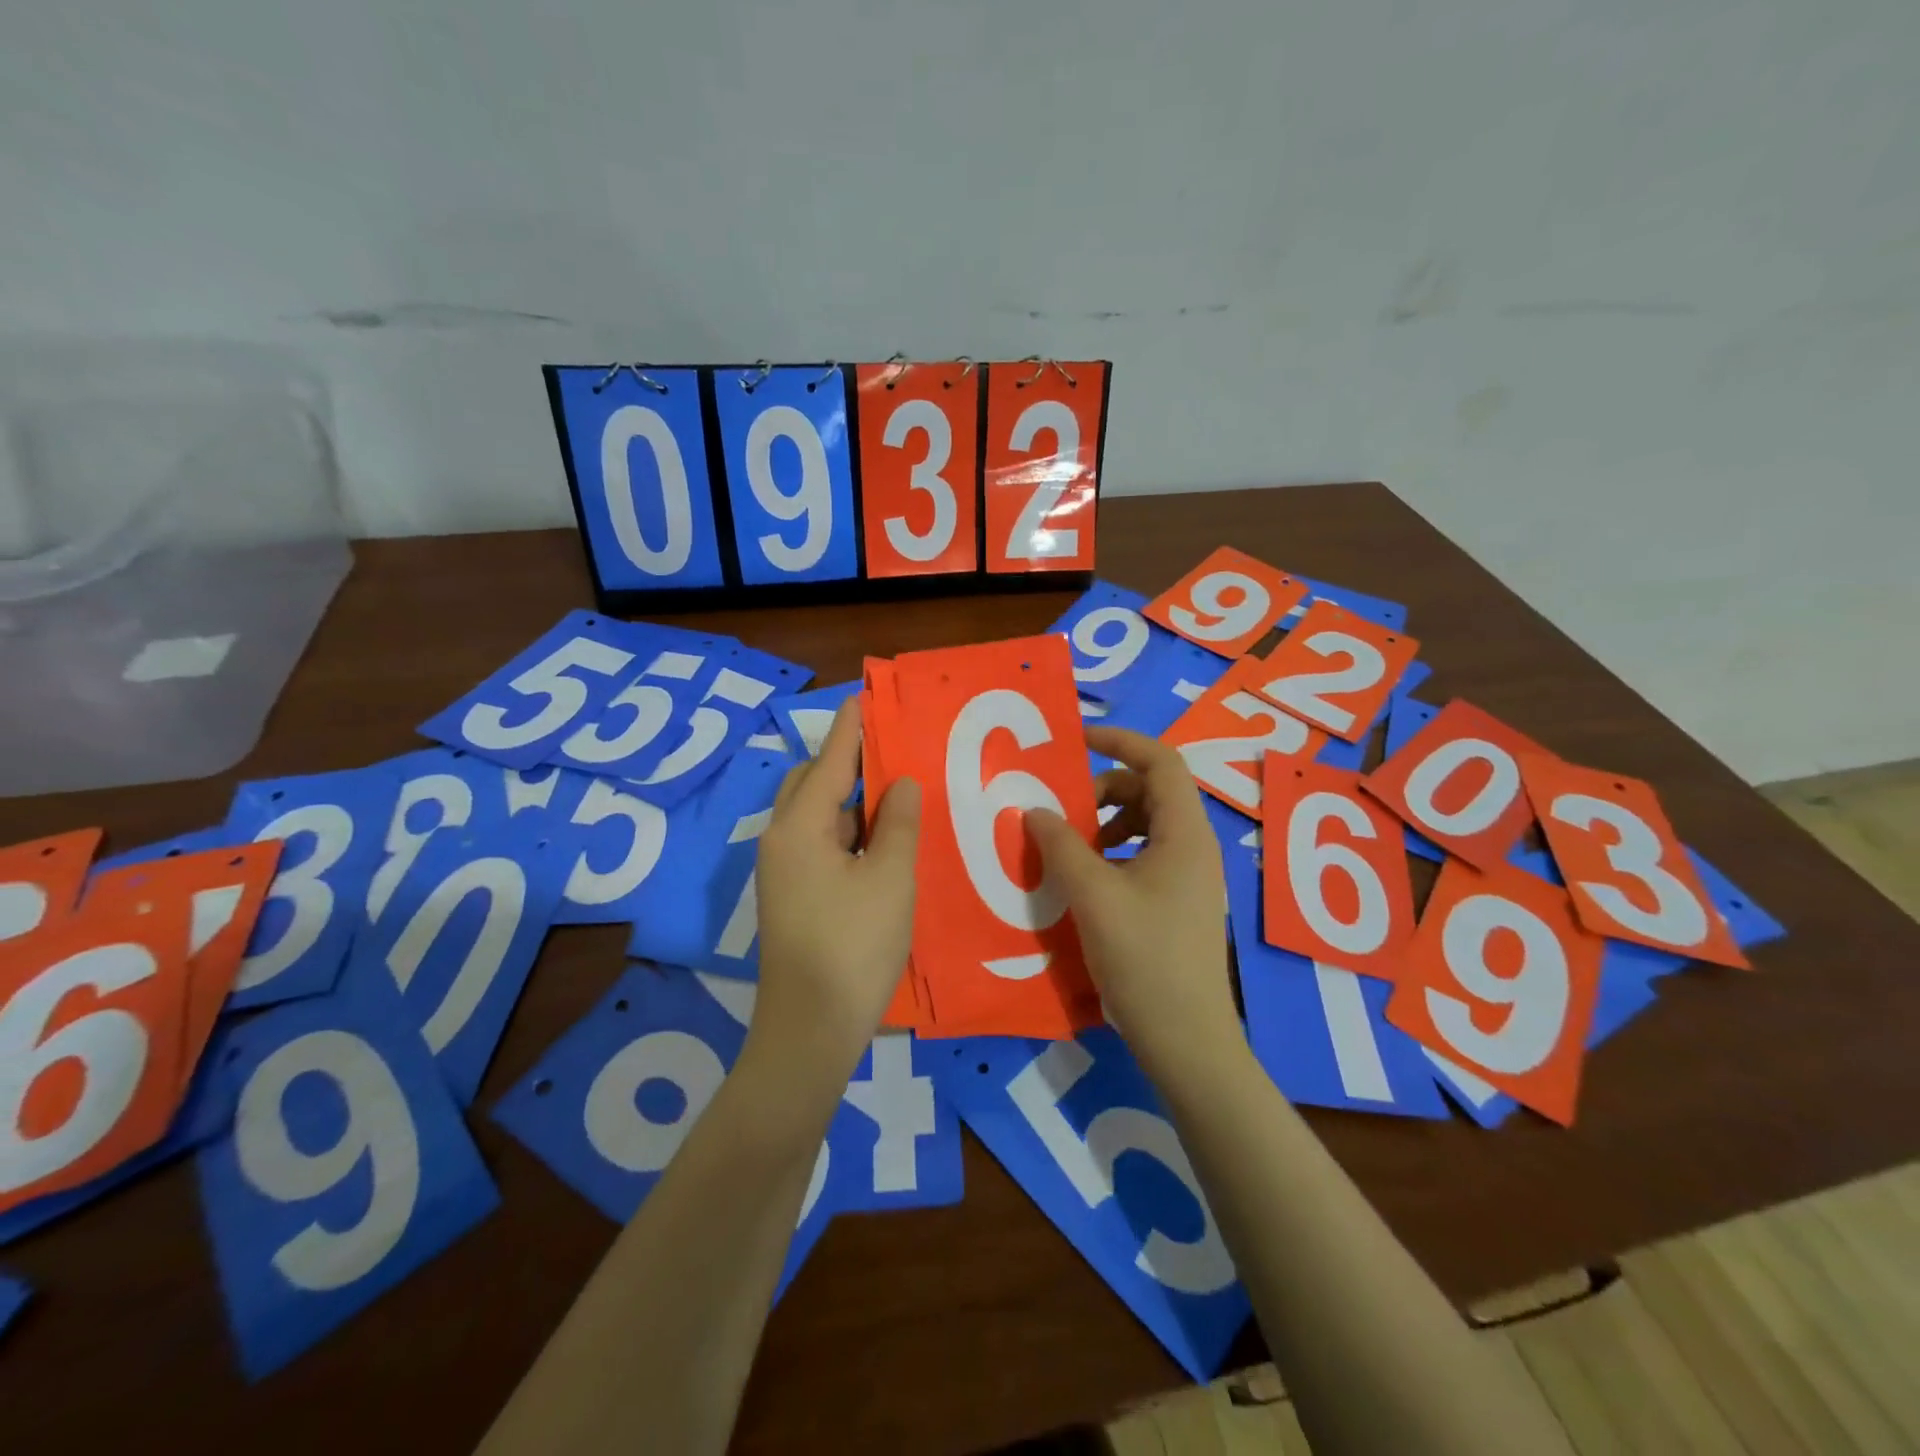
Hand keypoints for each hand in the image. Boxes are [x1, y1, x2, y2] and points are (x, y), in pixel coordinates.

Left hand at [747, 700, 922, 1092]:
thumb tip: (901, 782)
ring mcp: (783, 871)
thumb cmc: (853, 947)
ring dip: (851, 797)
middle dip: (848, 760)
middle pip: (813, 782)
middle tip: (892, 746)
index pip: (829, 761)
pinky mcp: (793, 895)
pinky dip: (848, 829)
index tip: (866, 696)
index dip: (851, 728)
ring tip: (895, 786)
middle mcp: (782, 840)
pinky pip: (820, 843)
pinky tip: (881, 836)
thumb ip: (897, 823)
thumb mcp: (890, 879)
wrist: (810, 1030)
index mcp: (799, 828)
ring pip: (817, 815)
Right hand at [1027, 726, 1240, 1076]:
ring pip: (1145, 825)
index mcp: (1184, 833)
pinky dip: (1112, 853)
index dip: (1120, 741)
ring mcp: (1188, 877)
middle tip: (1063, 813)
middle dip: (1103, 790)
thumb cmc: (1143, 959)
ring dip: (1105, 824)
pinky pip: (1144, 856)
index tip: (1076, 741)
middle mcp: (1193, 846)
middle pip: (1150, 791)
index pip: (1160, 760)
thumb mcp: (1092, 895)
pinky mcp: (1177, 902)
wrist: (1185, 1039)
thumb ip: (1060, 845)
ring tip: (1070, 849)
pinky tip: (1085, 882)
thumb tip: (1035, 810)